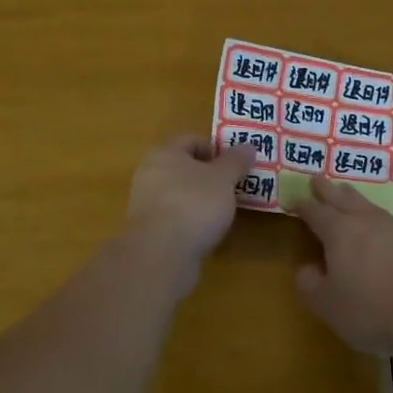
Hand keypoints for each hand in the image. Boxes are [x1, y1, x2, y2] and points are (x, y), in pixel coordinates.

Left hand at [125, 134, 256, 268]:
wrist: (161, 253)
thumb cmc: (194, 204)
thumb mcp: (224, 179)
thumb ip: (236, 161)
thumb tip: (248, 146)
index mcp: (164, 152)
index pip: (191, 140)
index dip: (215, 149)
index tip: (234, 166)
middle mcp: (149, 173)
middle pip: (183, 167)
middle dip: (208, 175)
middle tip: (231, 187)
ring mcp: (145, 203)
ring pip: (178, 192)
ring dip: (199, 199)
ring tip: (222, 212)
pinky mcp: (147, 230)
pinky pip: (173, 216)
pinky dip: (189, 220)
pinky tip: (204, 232)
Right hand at [295, 175, 392, 355]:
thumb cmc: (374, 310)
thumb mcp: (330, 306)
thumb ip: (311, 285)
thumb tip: (306, 268)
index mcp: (339, 232)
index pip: (316, 213)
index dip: (303, 205)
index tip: (294, 198)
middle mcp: (366, 222)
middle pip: (342, 199)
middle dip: (327, 189)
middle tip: (317, 178)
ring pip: (368, 205)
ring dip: (353, 198)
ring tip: (346, 193)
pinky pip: (389, 220)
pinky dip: (377, 217)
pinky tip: (381, 226)